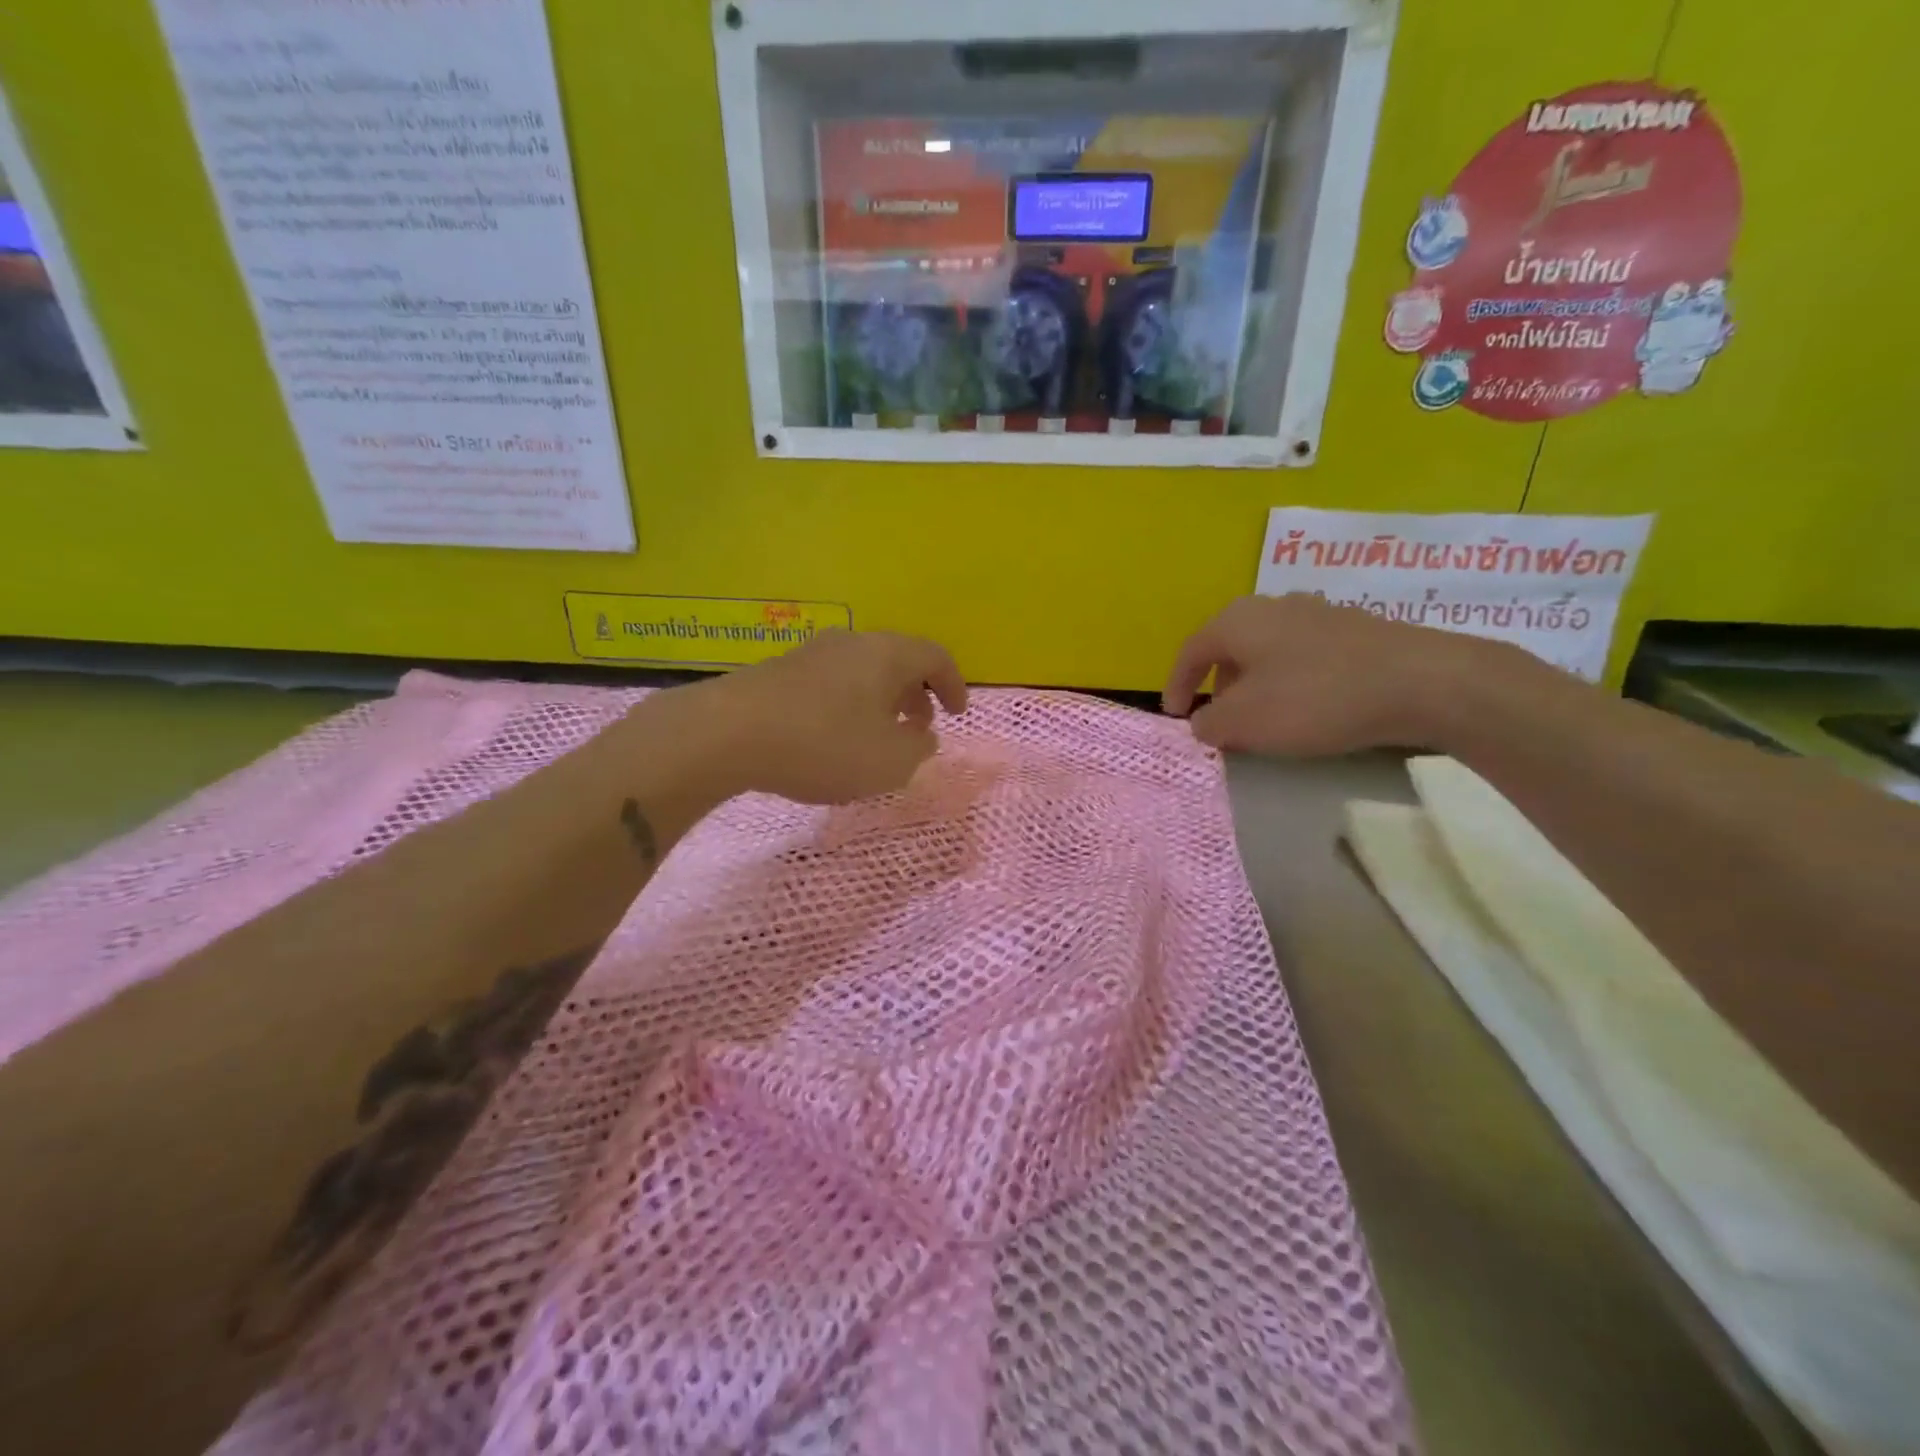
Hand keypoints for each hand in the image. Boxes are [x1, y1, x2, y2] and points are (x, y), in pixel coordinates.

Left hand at [695, 630, 968, 803]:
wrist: (727, 733)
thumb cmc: (824, 744)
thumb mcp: (890, 761)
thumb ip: (918, 749)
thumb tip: (921, 736)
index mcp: (887, 654)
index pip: (935, 657)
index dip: (954, 684)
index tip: (957, 713)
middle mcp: (852, 643)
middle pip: (897, 660)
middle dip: (916, 695)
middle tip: (920, 728)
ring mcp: (811, 654)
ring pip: (862, 672)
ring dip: (881, 702)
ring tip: (878, 737)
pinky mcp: (779, 673)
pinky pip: (831, 684)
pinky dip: (848, 706)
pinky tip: (833, 738)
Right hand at [1162, 594, 1493, 756]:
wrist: (1423, 683)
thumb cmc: (1315, 699)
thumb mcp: (1245, 722)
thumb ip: (1209, 723)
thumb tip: (1203, 722)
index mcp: (1238, 620)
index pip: (1190, 651)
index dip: (1176, 686)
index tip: (1175, 717)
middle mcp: (1274, 606)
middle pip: (1229, 648)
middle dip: (1218, 686)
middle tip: (1220, 721)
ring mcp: (1319, 613)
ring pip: (1268, 652)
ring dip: (1256, 685)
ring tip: (1264, 719)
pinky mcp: (1356, 631)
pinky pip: (1304, 658)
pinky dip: (1291, 683)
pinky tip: (1309, 709)